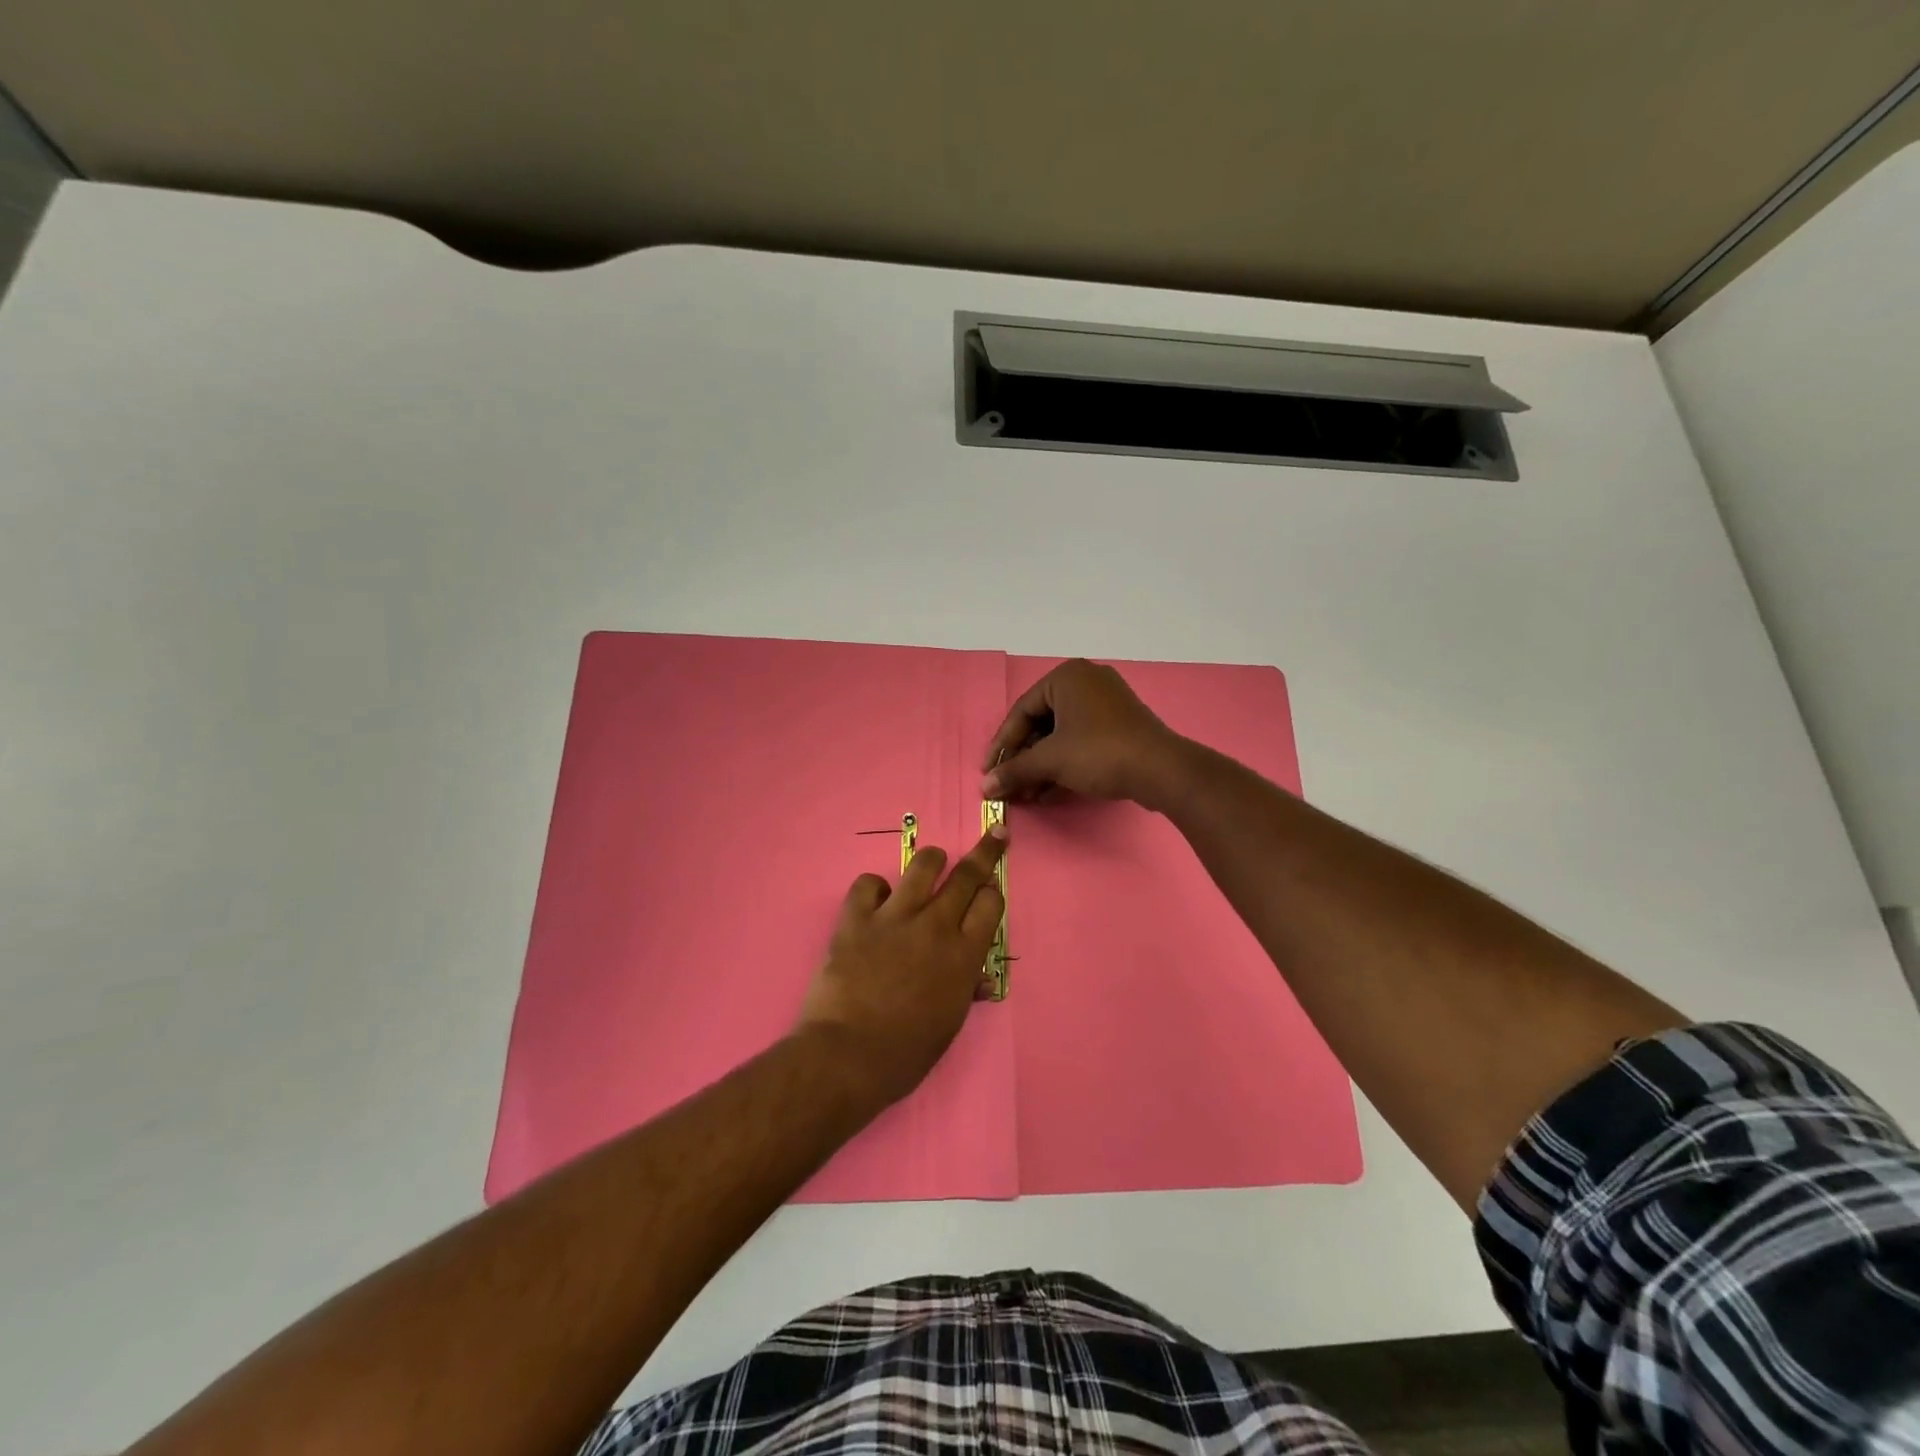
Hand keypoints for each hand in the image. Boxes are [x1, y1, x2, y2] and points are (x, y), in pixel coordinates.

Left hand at [794, 825, 1008, 1106]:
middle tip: (995, 835)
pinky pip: (869, 882)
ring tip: (932, 863)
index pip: (991, 903)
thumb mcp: (948, 1026)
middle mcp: (935, 926)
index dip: (993, 892)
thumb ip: (965, 990)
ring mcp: (894, 917)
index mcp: (964, 956)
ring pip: (923, 864)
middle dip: (985, 852)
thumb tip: (979, 978)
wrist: (846, 1057)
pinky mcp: (856, 917)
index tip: (991, 888)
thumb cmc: (905, 1054)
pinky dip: (875, 888)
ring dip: (932, 860)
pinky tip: (875, 901)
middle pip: (967, 875)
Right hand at [981, 659, 1186, 805]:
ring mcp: (1106, 704)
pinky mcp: (1120, 726)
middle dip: (1023, 759)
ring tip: (1025, 795)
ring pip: (1061, 735)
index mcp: (1066, 677)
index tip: (988, 772)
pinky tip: (1047, 793)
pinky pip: (1081, 741)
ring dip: (1041, 766)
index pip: (1021, 711)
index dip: (1002, 745)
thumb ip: (1014, 770)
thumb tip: (985, 787)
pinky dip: (1063, 764)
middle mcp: (1086, 682)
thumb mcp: (1050, 761)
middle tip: (1008, 785)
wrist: (1160, 770)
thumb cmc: (1099, 752)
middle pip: (1041, 723)